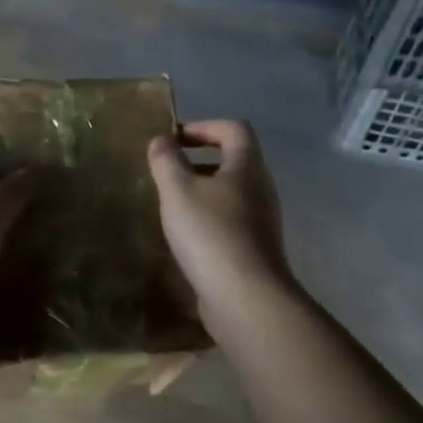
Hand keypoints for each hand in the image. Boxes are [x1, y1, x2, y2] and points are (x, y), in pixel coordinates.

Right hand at [147, 120, 291, 333]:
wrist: (244, 296)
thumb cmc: (210, 232)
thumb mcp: (178, 191)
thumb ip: (166, 161)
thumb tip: (161, 140)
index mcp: (247, 166)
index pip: (233, 129)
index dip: (204, 127)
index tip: (174, 139)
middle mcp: (261, 188)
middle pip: (234, 160)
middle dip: (200, 160)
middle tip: (168, 171)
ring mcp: (261, 220)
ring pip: (231, 192)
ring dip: (203, 190)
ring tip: (172, 203)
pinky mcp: (255, 248)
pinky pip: (231, 220)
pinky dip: (208, 217)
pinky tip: (186, 235)